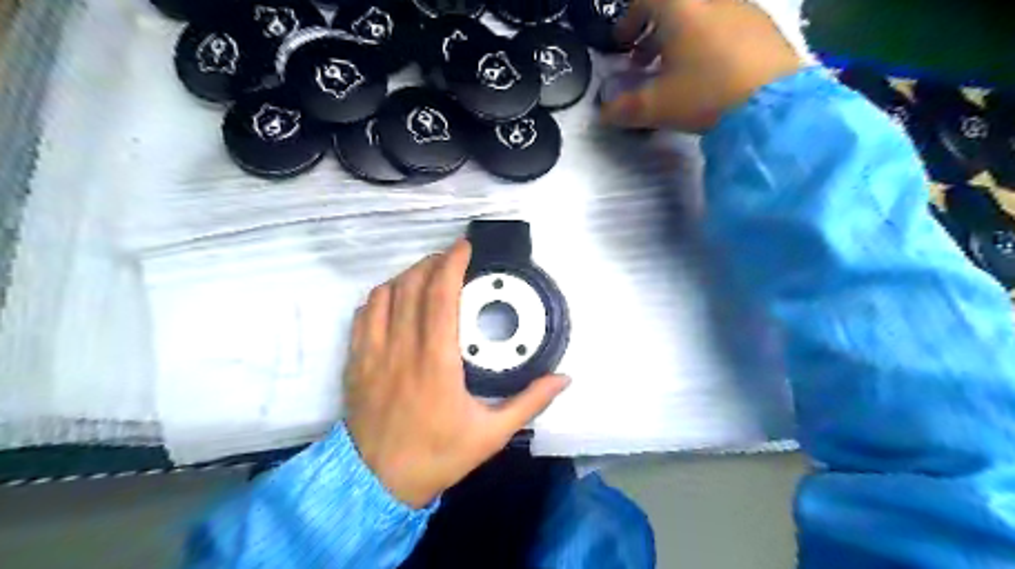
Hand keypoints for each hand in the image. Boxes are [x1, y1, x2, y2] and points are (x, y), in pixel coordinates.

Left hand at [344, 237, 568, 505]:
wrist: (377, 483)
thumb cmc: (438, 455)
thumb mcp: (492, 434)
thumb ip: (530, 401)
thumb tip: (564, 378)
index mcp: (436, 361)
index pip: (440, 297)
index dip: (451, 264)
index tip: (464, 247)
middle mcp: (401, 349)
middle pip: (411, 286)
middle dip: (432, 262)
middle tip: (451, 258)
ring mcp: (372, 353)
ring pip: (384, 295)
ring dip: (406, 275)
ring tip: (426, 273)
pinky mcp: (356, 362)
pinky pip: (363, 314)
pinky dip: (380, 296)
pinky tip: (394, 298)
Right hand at [597, 0, 804, 131]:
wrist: (775, 103)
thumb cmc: (707, 94)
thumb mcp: (657, 106)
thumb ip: (625, 108)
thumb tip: (604, 112)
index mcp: (682, 9)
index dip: (628, 18)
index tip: (622, 44)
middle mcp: (713, 1)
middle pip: (675, 5)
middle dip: (653, 32)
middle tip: (643, 62)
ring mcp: (742, 10)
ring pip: (701, 16)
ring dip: (681, 39)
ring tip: (676, 72)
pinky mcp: (764, 28)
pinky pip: (726, 26)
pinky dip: (708, 43)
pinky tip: (711, 76)